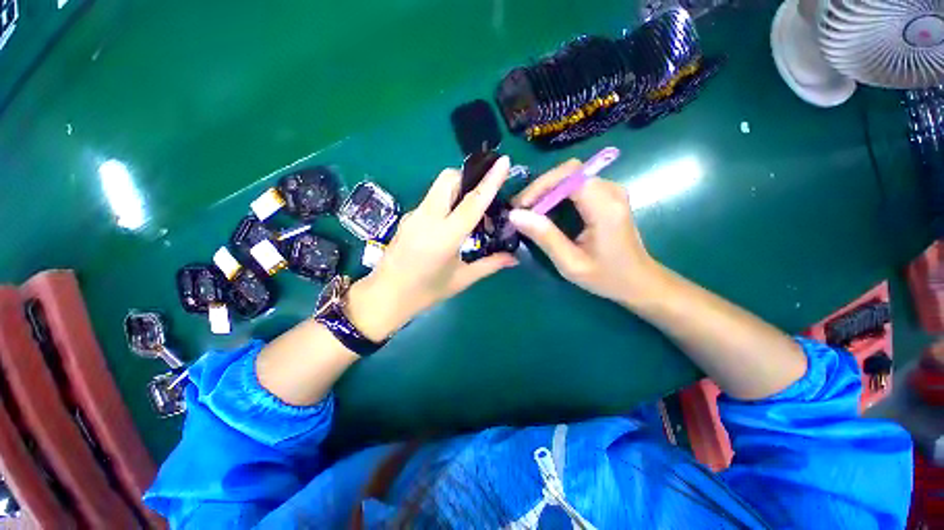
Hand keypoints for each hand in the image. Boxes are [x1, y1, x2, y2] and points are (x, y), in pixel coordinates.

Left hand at [346, 157, 518, 340]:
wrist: (385, 296)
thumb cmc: (426, 292)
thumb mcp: (461, 279)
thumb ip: (490, 264)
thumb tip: (514, 257)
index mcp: (445, 237)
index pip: (471, 202)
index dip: (490, 180)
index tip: (503, 161)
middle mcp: (427, 219)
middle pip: (448, 179)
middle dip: (468, 177)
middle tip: (481, 195)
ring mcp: (414, 215)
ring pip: (438, 187)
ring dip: (456, 189)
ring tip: (468, 210)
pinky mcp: (407, 218)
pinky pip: (430, 199)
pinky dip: (445, 201)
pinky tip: (450, 222)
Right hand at [508, 159, 657, 304]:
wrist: (639, 281)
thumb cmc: (606, 277)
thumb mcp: (571, 263)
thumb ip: (544, 237)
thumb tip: (515, 215)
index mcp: (604, 206)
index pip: (569, 176)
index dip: (540, 185)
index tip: (520, 206)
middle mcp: (611, 191)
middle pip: (568, 172)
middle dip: (540, 187)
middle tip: (521, 210)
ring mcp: (611, 191)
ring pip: (570, 176)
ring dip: (546, 191)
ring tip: (528, 212)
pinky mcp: (607, 196)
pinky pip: (576, 185)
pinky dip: (556, 195)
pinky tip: (545, 211)